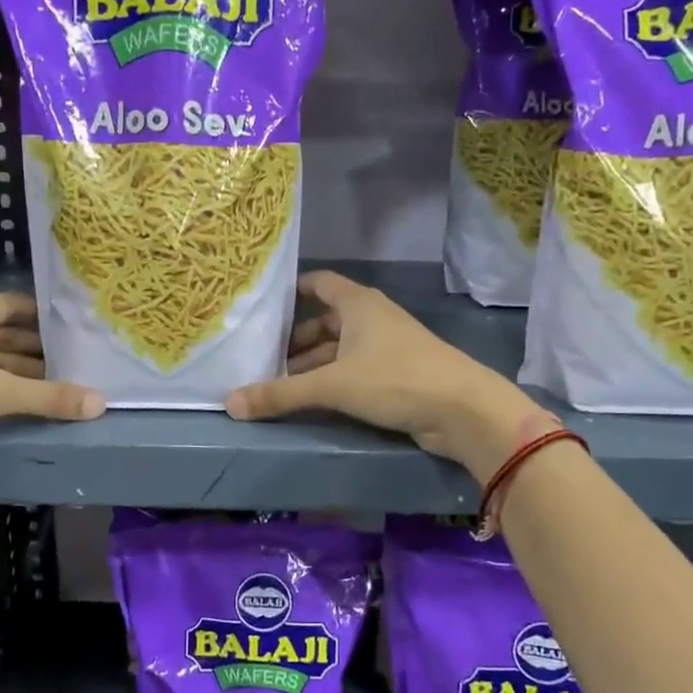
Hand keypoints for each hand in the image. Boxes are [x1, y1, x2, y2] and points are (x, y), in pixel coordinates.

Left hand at [0, 292, 101, 475]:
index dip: (44, 316)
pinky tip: (23, 403)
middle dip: (37, 349)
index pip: (12, 305)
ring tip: (59, 385)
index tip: (77, 328)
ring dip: (18, 373)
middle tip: (78, 362)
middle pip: (1, 333)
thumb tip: (101, 404)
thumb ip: (47, 397)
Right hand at [225, 271, 554, 480]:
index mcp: (358, 304)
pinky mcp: (397, 375)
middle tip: (262, 357)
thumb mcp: (332, 385)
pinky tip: (312, 400)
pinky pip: (354, 371)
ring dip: (312, 364)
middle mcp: (372, 318)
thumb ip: (281, 394)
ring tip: (279, 383)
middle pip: (325, 321)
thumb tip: (229, 404)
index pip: (319, 283)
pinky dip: (332, 380)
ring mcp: (387, 347)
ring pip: (339, 349)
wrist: (462, 409)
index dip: (293, 291)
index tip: (264, 305)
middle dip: (295, 339)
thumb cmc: (395, 379)